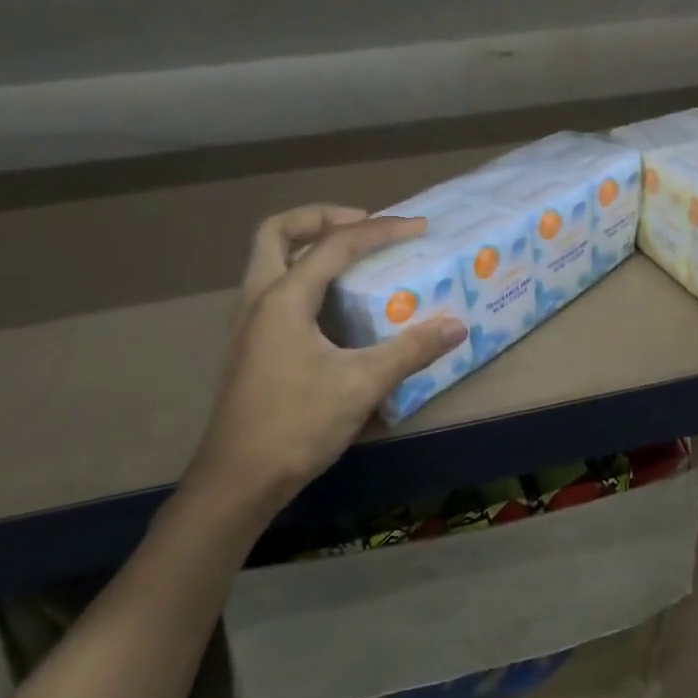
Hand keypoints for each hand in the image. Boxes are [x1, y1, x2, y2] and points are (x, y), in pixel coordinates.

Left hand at [183, 204, 466, 513]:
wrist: (239, 480)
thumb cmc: (297, 425)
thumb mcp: (361, 384)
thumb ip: (410, 351)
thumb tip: (457, 326)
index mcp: (283, 299)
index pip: (335, 245)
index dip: (380, 231)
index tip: (418, 228)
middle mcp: (258, 300)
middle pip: (277, 233)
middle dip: (321, 218)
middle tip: (364, 225)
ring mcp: (249, 324)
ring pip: (269, 260)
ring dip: (308, 246)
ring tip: (353, 258)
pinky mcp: (252, 347)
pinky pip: (275, 290)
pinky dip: (304, 278)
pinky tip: (335, 307)